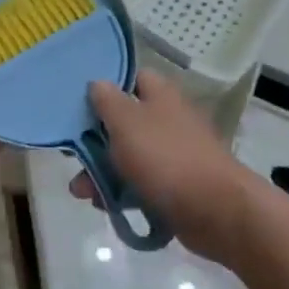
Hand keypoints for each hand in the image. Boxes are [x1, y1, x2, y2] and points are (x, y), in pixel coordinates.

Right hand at [71, 73, 260, 265]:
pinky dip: (122, 193)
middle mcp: (168, 120)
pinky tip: (104, 205)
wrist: (216, 211)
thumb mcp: (126, 122)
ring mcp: (174, 154)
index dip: (106, 87)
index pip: (132, 78)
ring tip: (82, 192)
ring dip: (102, 171)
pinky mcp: (176, 186)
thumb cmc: (166, 158)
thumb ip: (106, 100)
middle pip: (124, 121)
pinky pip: (142, 184)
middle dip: (95, 140)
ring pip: (129, 156)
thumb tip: (98, 83)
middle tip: (72, 156)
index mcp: (160, 96)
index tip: (80, 103)